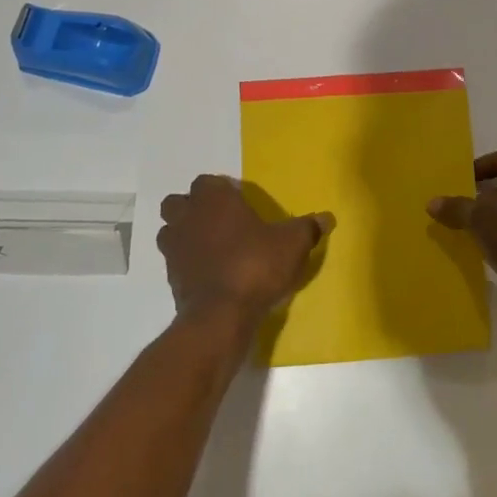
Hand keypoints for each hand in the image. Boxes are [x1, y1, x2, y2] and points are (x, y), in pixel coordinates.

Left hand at [158, 175, 332, 330]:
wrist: (221, 314)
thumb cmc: (256, 265)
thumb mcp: (293, 244)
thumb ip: (308, 228)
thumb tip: (326, 218)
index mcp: (214, 199)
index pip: (208, 182)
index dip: (222, 190)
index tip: (239, 203)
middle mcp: (188, 216)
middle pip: (179, 203)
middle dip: (193, 209)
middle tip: (220, 222)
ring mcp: (174, 248)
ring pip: (170, 231)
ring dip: (185, 235)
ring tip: (211, 248)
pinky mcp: (170, 277)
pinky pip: (175, 261)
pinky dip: (187, 264)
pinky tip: (210, 275)